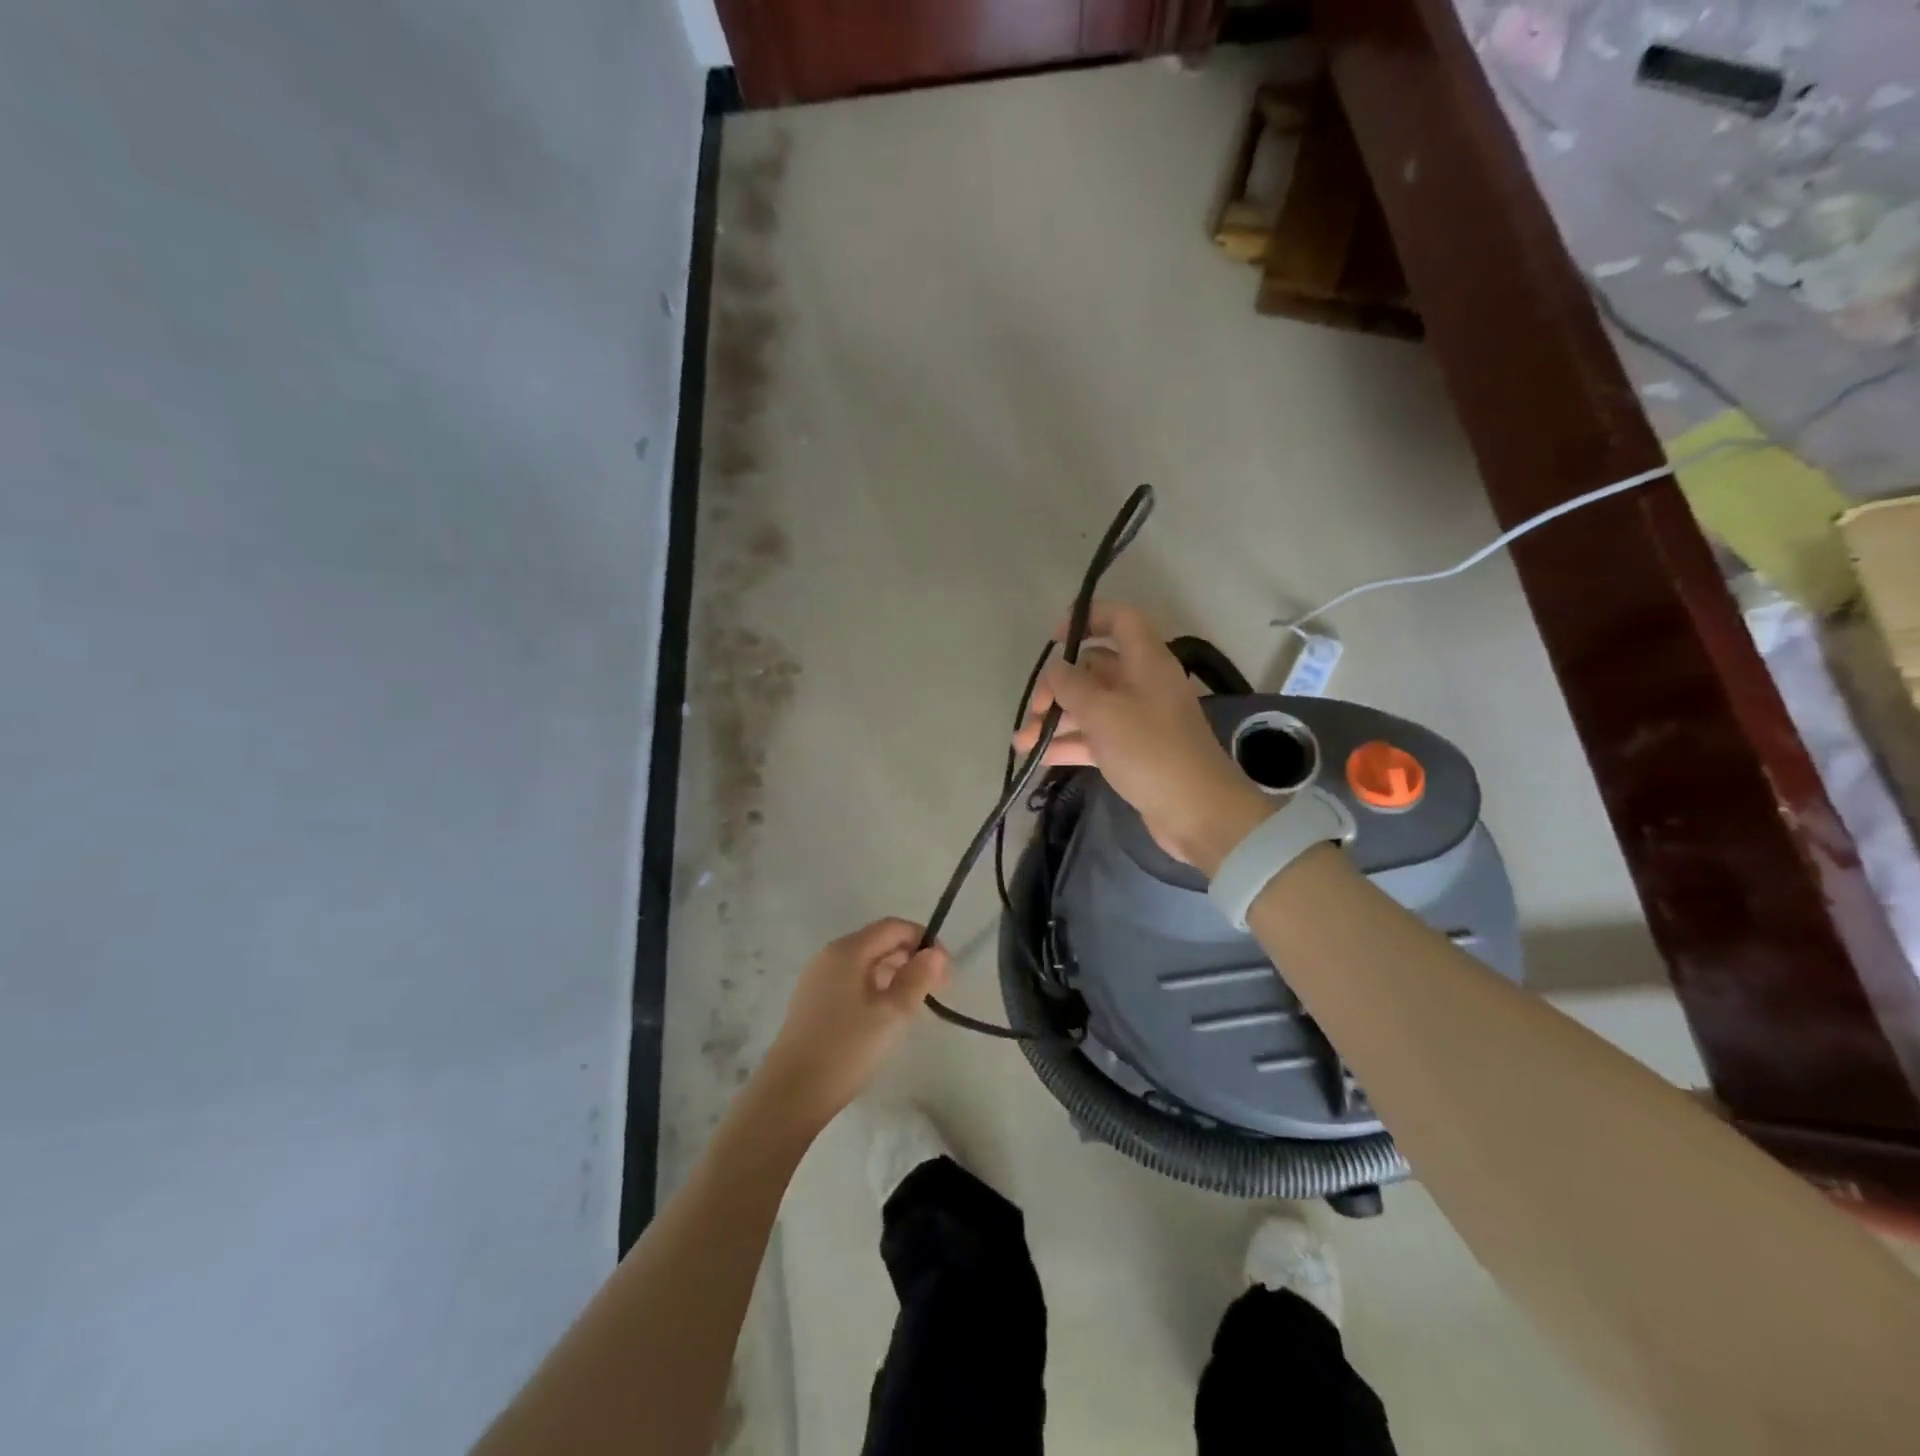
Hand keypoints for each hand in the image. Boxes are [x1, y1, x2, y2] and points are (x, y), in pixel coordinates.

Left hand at [757, 919, 949, 1124]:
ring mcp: (817, 978)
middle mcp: (829, 956)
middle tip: (936, 989)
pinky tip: (885, 1016)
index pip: (893, 927)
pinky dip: (874, 989)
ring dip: (894, 975)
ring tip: (914, 1005)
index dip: (923, 941)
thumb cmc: (846, 1049)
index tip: (945, 970)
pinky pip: (851, 982)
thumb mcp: (892, 1014)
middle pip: (878, 942)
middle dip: (911, 958)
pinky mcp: (812, 1002)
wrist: (791, 1094)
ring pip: (865, 964)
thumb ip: (918, 978)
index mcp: (847, 951)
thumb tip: (935, 953)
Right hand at [1012, 601, 1271, 872]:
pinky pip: (1096, 737)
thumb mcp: (1104, 712)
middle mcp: (1144, 684)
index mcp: (1147, 662)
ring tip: (1023, 742)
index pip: (1120, 619)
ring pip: (1090, 706)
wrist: (1197, 812)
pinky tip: (1040, 757)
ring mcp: (1139, 719)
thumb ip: (1072, 685)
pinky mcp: (1134, 751)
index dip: (1087, 618)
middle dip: (1058, 686)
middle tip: (1034, 710)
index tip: (1054, 638)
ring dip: (1057, 719)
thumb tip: (1056, 670)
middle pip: (1094, 669)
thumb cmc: (1150, 751)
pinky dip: (1070, 742)